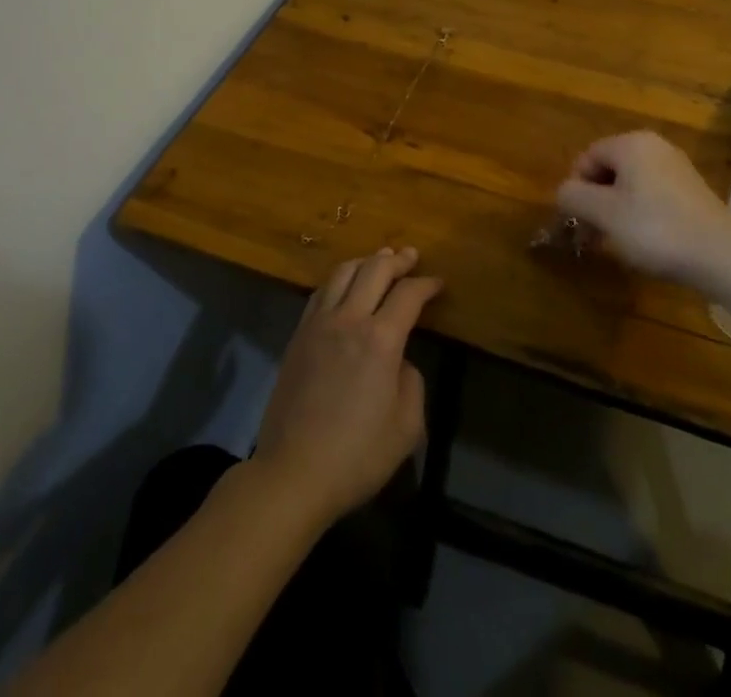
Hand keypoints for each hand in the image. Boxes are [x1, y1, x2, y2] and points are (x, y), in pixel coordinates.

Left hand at [250, 247, 442, 528]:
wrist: (292, 473)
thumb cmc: (356, 455)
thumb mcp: (406, 427)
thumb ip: (411, 383)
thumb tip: (399, 363)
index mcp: (380, 340)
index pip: (408, 295)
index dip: (427, 284)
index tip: (438, 283)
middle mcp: (349, 320)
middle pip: (374, 270)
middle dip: (397, 260)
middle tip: (411, 257)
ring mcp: (318, 324)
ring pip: (343, 272)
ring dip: (366, 261)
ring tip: (380, 261)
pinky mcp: (298, 336)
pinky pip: (321, 292)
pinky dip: (340, 279)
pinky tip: (347, 285)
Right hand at [555, 131, 730, 281]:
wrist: (721, 254)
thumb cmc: (654, 228)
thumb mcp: (604, 213)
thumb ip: (574, 197)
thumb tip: (564, 191)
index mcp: (631, 143)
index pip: (588, 157)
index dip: (576, 187)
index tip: (577, 220)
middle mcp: (654, 146)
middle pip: (610, 168)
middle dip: (596, 200)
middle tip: (592, 234)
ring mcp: (676, 167)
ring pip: (631, 184)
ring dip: (616, 209)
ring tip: (616, 241)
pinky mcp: (692, 190)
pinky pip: (653, 194)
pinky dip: (641, 213)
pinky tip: (645, 240)